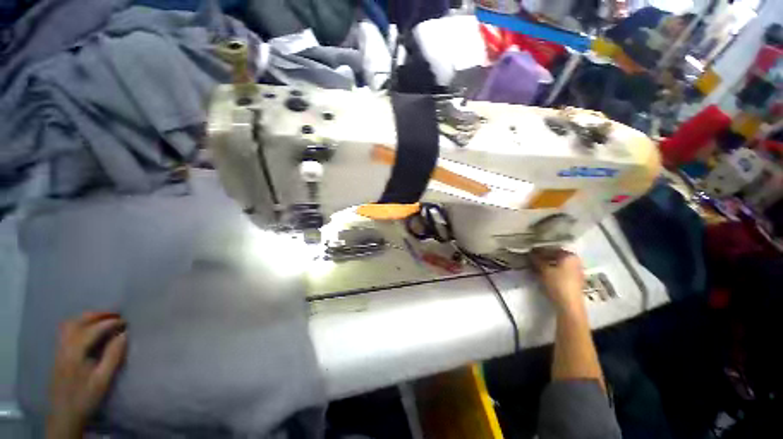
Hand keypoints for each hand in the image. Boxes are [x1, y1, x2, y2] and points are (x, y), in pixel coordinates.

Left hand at [46, 312, 126, 438]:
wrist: (64, 414)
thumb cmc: (86, 397)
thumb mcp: (103, 380)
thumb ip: (113, 356)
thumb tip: (124, 334)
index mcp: (75, 353)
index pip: (93, 329)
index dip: (110, 323)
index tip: (126, 322)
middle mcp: (64, 346)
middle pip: (78, 322)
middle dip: (98, 315)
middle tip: (116, 315)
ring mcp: (59, 349)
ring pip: (70, 324)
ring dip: (88, 318)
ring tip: (103, 319)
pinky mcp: (58, 353)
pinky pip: (67, 331)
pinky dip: (79, 324)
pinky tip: (88, 329)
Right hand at [530, 248, 585, 314]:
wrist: (569, 304)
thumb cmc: (557, 283)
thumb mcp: (543, 270)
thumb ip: (536, 260)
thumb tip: (529, 253)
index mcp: (569, 255)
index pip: (551, 249)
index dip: (538, 250)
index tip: (529, 252)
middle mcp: (575, 261)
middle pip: (555, 256)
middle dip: (543, 257)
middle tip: (530, 259)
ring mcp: (576, 271)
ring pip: (558, 264)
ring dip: (546, 264)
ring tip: (534, 266)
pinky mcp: (574, 280)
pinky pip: (561, 270)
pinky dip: (552, 270)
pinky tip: (543, 273)